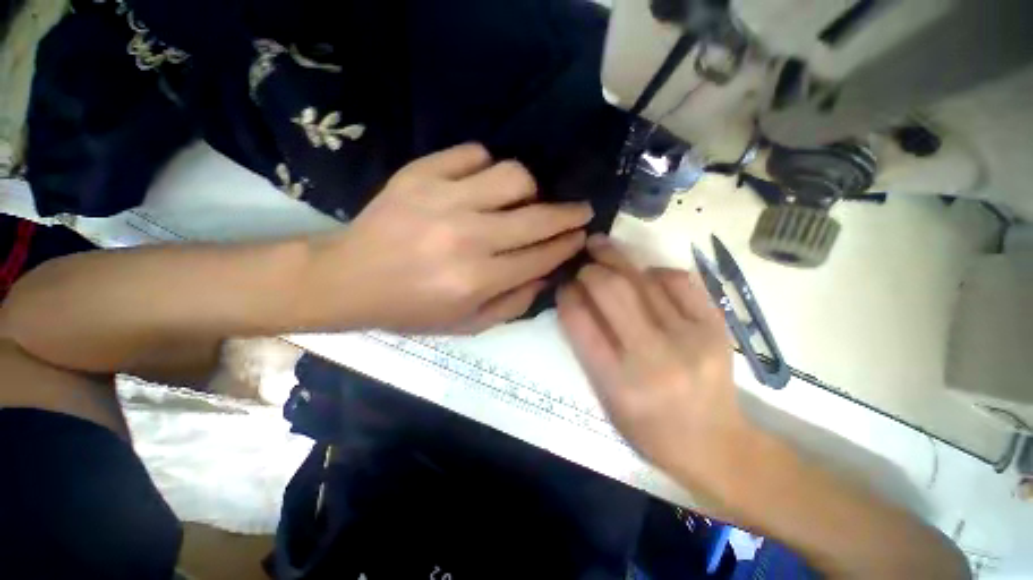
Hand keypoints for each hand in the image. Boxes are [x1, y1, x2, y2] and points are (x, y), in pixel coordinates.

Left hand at [312, 143, 590, 332]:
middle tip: (580, 211)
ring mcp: (443, 199)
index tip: (581, 235)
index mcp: (477, 280)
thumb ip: (514, 303)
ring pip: (512, 176)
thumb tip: (546, 274)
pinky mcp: (420, 174)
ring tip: (522, 200)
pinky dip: (486, 166)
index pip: (540, 256)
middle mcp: (467, 238)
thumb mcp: (468, 324)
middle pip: (537, 217)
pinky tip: (481, 183)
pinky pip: (472, 154)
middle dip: (569, 214)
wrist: (349, 279)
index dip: (567, 245)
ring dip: (528, 189)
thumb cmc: (412, 309)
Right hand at [557, 235, 753, 481]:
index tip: (563, 285)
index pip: (580, 322)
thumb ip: (587, 347)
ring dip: (616, 258)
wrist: (715, 444)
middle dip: (590, 269)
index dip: (566, 295)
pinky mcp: (715, 326)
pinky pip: (678, 280)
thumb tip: (577, 299)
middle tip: (583, 263)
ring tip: (602, 247)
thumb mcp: (604, 397)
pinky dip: (654, 270)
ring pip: (643, 279)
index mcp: (618, 382)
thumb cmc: (648, 427)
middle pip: (611, 291)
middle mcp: (653, 357)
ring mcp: (690, 338)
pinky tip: (644, 273)